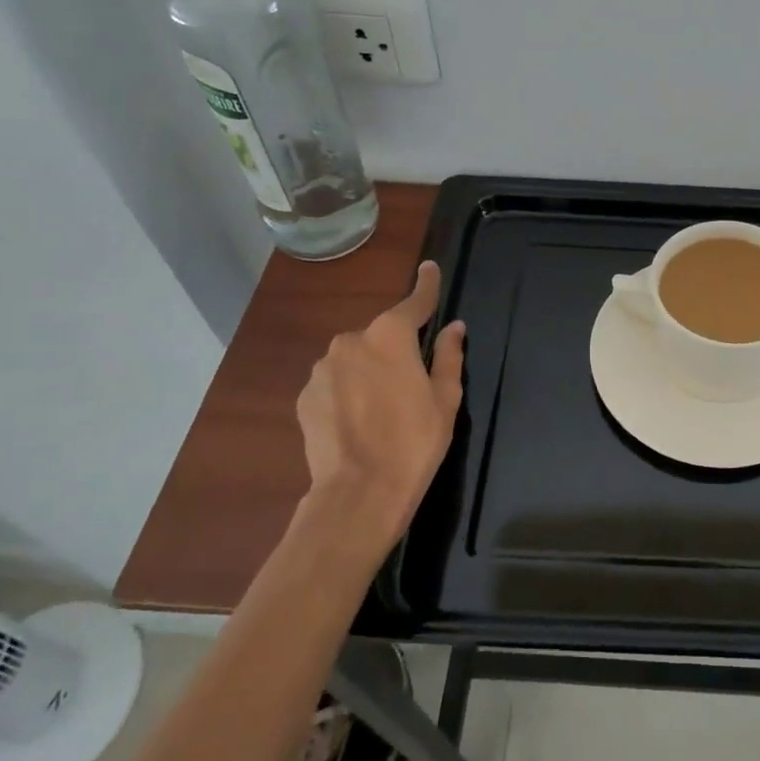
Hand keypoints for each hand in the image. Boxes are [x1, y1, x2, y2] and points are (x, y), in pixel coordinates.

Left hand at [294, 261, 465, 558]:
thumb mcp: (445, 398)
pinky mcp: (305, 396)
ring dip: (369, 371)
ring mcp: (322, 368)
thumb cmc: (414, 441)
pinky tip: (358, 421)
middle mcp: (351, 341)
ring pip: (355, 359)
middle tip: (411, 383)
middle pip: (382, 335)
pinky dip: (347, 391)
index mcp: (390, 335)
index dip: (427, 285)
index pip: (415, 301)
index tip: (429, 267)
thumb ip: (448, 356)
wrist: (358, 492)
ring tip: (382, 409)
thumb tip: (454, 327)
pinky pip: (334, 382)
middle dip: (396, 349)